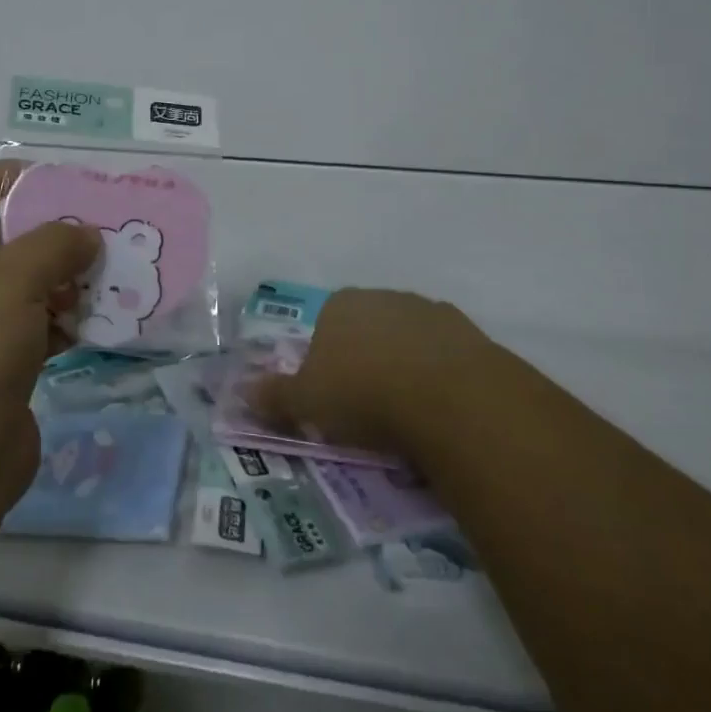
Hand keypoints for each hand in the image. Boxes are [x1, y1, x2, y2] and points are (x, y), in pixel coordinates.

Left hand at [0, 161, 99, 523]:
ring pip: (24, 289)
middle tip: (97, 229)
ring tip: (109, 275)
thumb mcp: (9, 282)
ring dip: (64, 280)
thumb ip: (53, 244)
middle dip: (47, 232)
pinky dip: (67, 323)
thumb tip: (85, 235)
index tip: (47, 184)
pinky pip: (37, 332)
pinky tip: (102, 321)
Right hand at [246, 288, 493, 465]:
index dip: (324, 362)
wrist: (451, 398)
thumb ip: (274, 397)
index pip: (323, 327)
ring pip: (407, 340)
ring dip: (405, 366)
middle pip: (366, 330)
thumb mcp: (307, 403)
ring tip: (408, 414)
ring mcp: (428, 311)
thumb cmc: (364, 394)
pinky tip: (441, 408)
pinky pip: (445, 356)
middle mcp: (382, 297)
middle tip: (368, 409)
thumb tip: (241, 393)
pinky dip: (440, 376)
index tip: (332, 398)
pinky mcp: (469, 333)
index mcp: (339, 305)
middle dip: (365, 361)